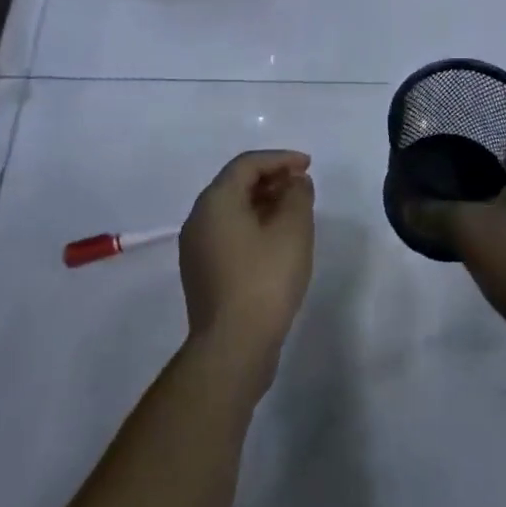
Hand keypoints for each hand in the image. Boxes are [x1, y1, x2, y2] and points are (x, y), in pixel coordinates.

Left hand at [179, 150, 314, 372]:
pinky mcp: (202, 273)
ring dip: (263, 203)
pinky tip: (277, 240)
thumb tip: (295, 183)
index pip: (247, 164)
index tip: (309, 166)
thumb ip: (298, 195)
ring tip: (295, 211)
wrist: (233, 347)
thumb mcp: (293, 229)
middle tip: (303, 186)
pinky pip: (229, 233)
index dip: (280, 159)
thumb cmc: (265, 279)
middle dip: (272, 179)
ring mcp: (196, 248)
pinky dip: (253, 225)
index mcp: (215, 201)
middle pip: (236, 184)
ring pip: (232, 210)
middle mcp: (198, 219)